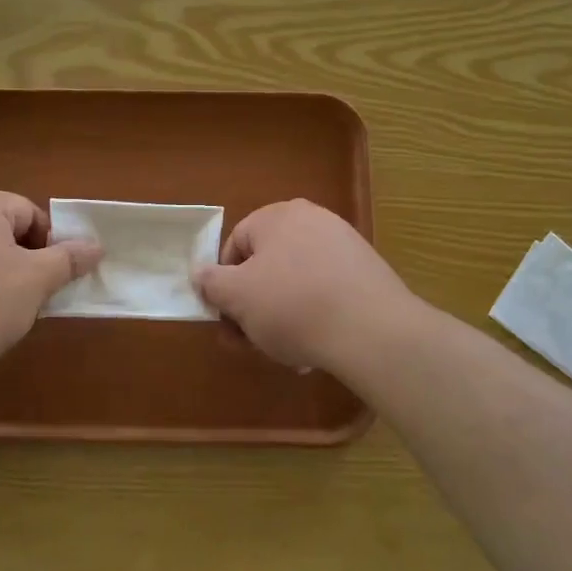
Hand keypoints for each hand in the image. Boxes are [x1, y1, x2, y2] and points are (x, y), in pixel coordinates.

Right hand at [196, 200, 418, 372]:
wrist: (372, 330)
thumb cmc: (292, 305)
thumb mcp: (237, 297)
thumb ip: (211, 282)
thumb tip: (199, 272)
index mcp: (278, 216)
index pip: (236, 244)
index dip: (224, 283)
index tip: (227, 318)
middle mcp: (312, 220)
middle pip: (266, 266)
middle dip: (252, 307)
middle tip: (248, 343)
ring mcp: (344, 245)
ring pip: (295, 283)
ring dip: (280, 318)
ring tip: (284, 354)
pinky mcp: (367, 272)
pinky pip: (325, 292)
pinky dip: (313, 317)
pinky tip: (314, 349)